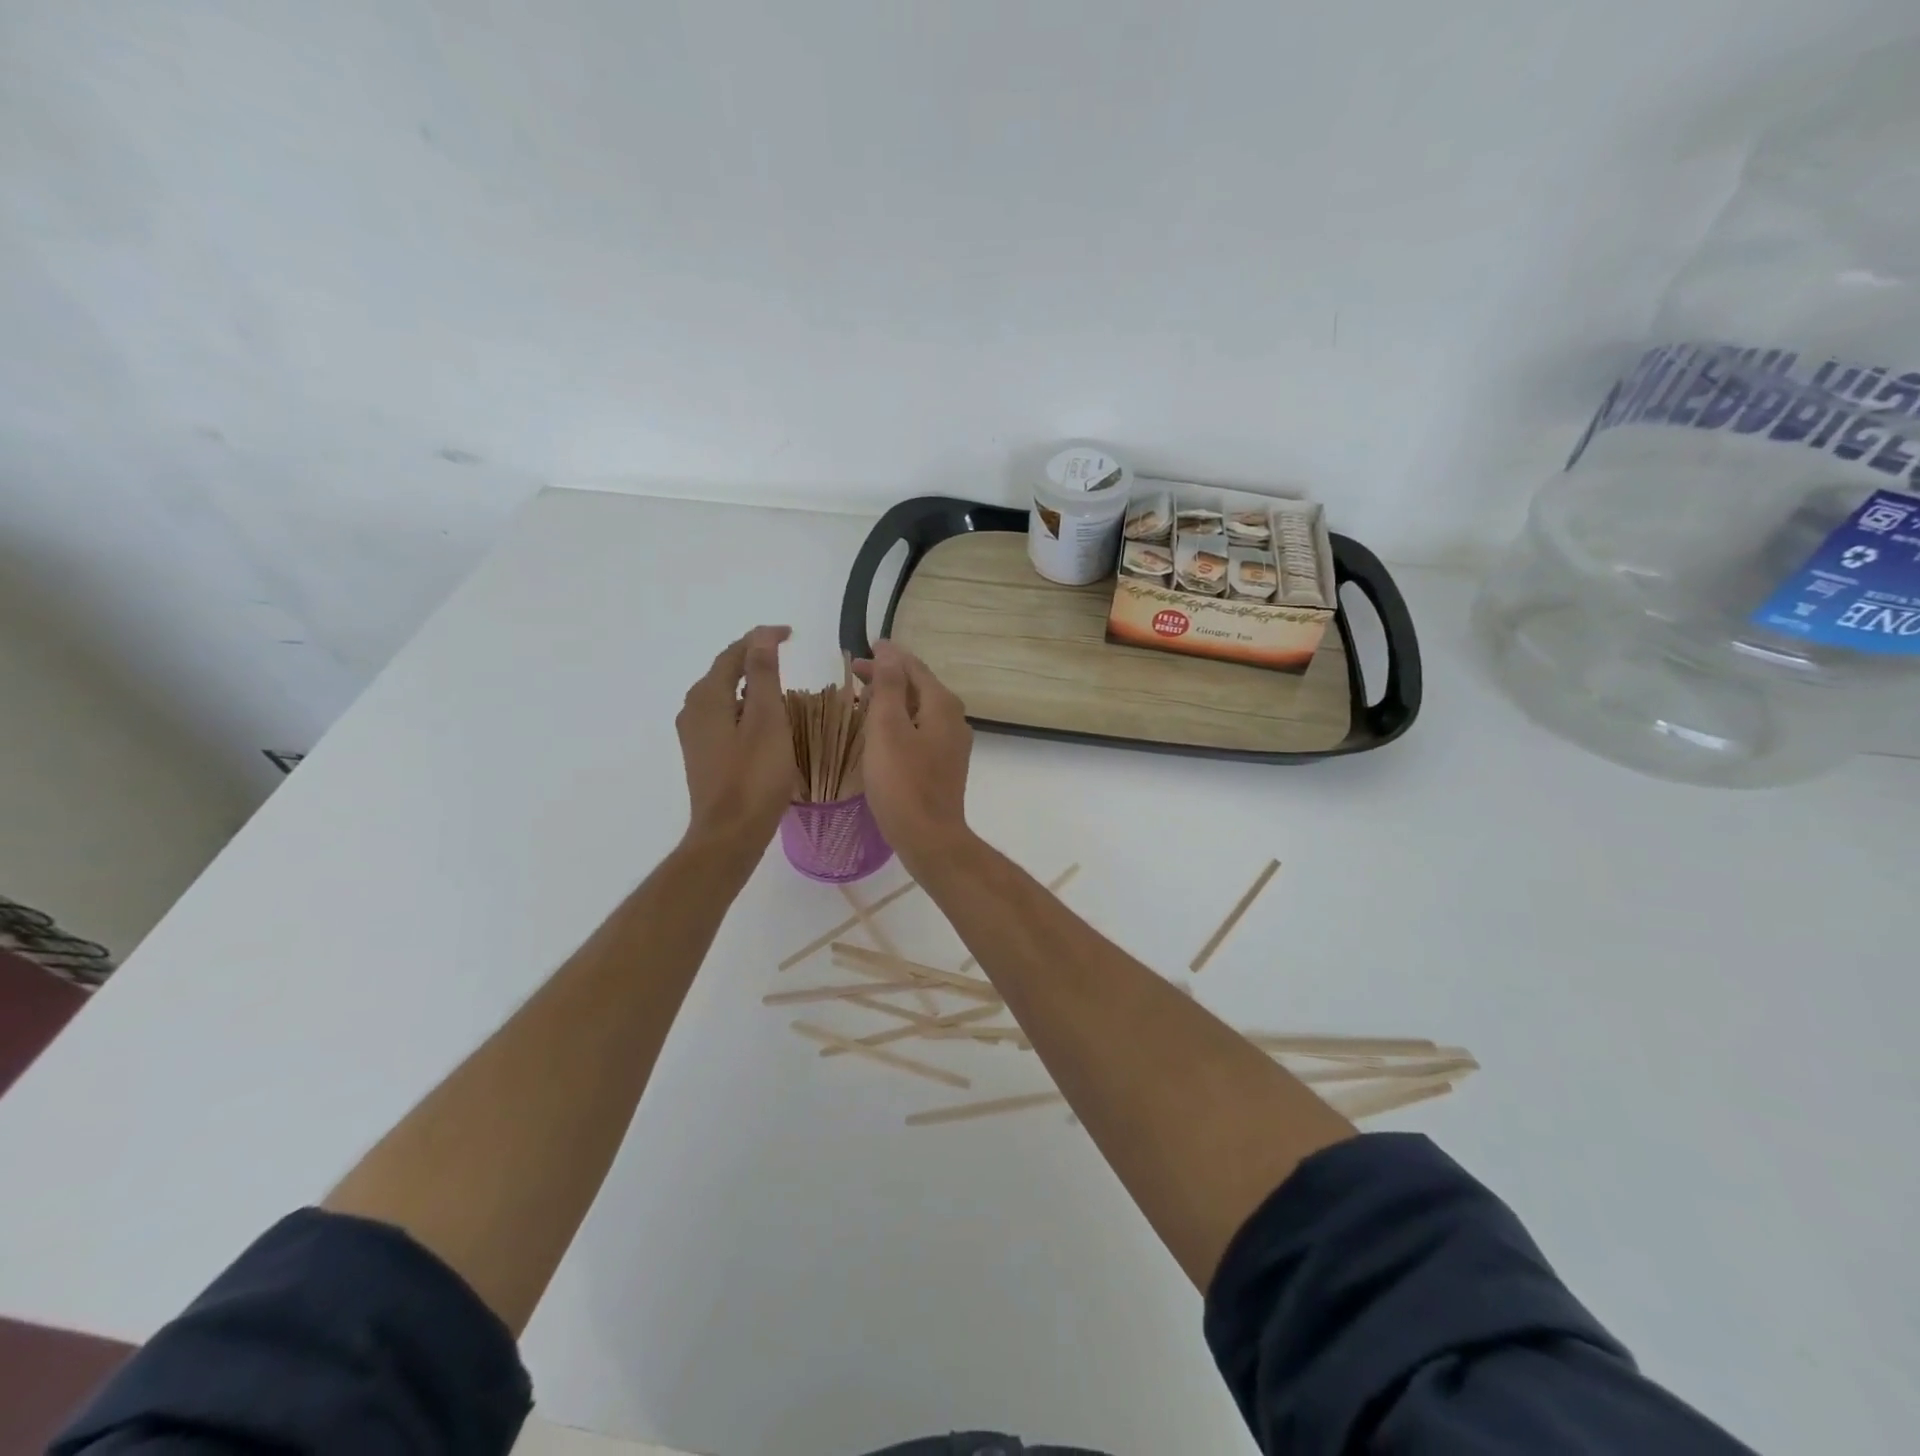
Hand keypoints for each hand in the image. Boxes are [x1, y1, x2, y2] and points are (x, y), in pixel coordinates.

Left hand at [676, 626, 795, 857]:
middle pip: (723, 672)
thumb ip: (763, 675)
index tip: (790, 634)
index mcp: (707, 697)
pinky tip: (763, 722)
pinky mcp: (702, 755)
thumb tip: (760, 637)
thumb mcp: (767, 720)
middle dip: (753, 659)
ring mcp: (694, 735)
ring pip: (723, 696)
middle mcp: (693, 710)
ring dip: (748, 685)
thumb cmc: (754, 776)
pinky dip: (743, 708)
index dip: (761, 639)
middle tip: (785, 654)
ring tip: (779, 685)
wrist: (729, 834)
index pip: (734, 653)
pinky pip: (723, 717)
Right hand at [854, 640, 973, 870]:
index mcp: (942, 705)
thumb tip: (889, 650)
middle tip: (855, 673)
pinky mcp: (944, 765)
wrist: (929, 837)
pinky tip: (881, 732)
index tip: (863, 648)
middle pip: (919, 686)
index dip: (888, 656)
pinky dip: (900, 721)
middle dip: (888, 676)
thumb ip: (889, 685)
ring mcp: (952, 744)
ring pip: (920, 709)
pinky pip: (921, 730)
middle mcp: (954, 719)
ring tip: (863, 698)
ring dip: (893, 699)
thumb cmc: (902, 782)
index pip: (914, 667)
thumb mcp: (888, 727)